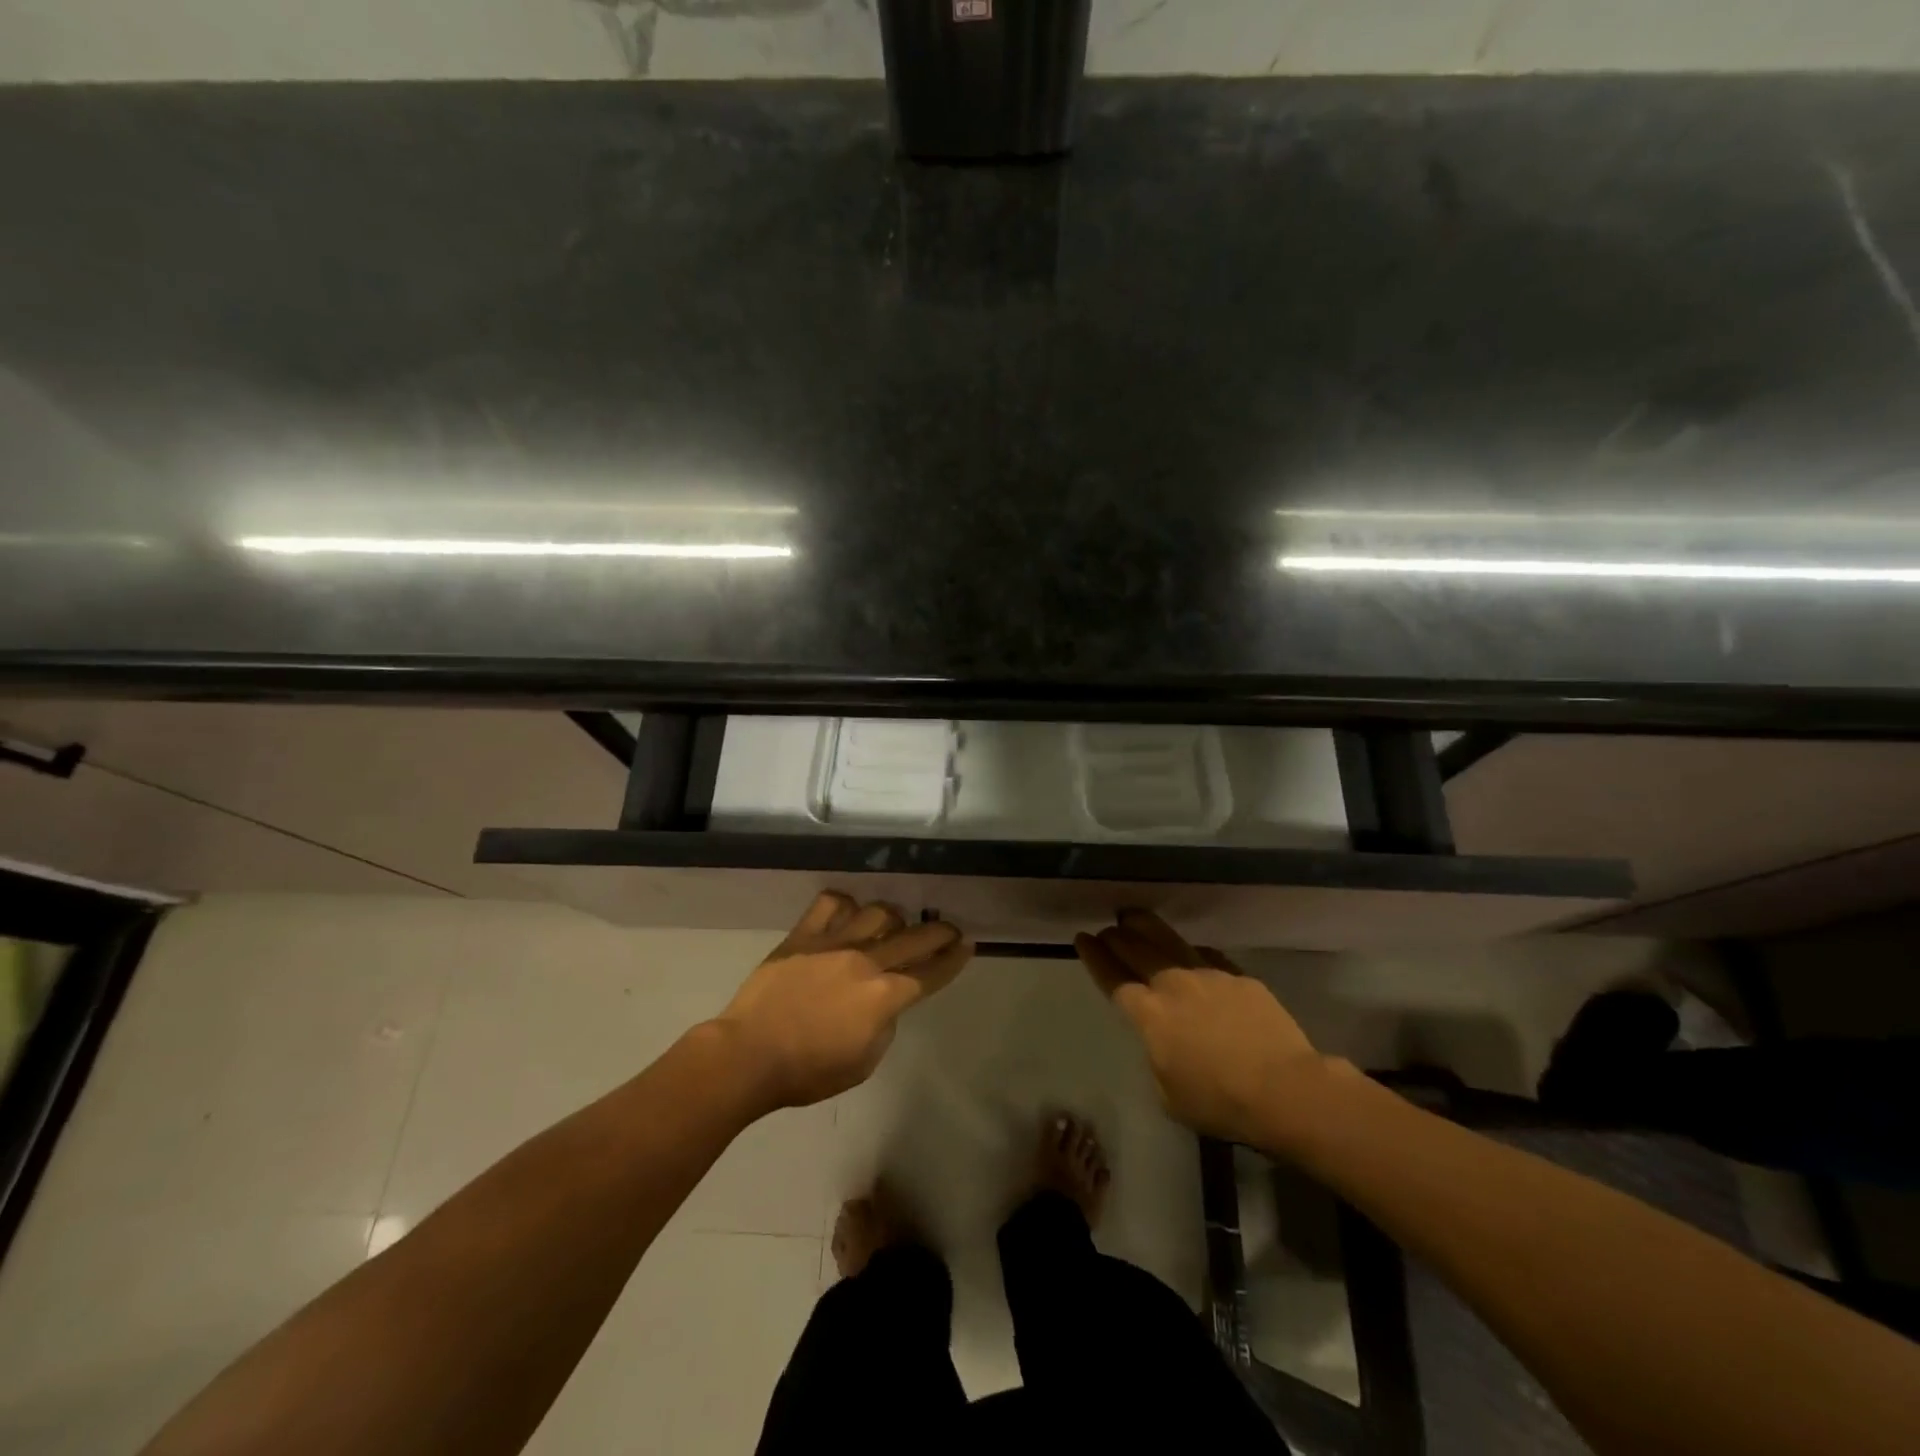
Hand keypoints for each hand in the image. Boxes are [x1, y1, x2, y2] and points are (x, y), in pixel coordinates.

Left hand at [714, 892, 973, 1111]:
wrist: (748, 1056)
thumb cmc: (807, 1071)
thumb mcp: (863, 1063)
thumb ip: (884, 1025)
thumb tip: (884, 1002)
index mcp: (884, 997)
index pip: (931, 974)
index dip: (953, 960)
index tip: (968, 945)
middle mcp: (866, 962)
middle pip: (914, 938)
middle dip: (938, 932)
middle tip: (948, 929)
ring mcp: (834, 943)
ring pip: (877, 912)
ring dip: (893, 917)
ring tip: (893, 924)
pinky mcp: (803, 936)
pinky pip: (831, 904)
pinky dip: (845, 905)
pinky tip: (848, 913)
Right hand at [1075, 910, 1332, 1148]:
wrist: (1284, 1089)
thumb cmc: (1221, 1102)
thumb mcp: (1169, 1094)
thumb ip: (1157, 1057)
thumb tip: (1161, 1041)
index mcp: (1149, 1015)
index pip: (1112, 977)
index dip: (1095, 956)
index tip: (1082, 938)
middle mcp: (1172, 984)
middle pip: (1136, 949)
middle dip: (1116, 937)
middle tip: (1107, 929)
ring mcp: (1207, 974)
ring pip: (1168, 940)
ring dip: (1146, 927)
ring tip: (1133, 916)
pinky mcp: (1237, 976)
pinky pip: (1205, 955)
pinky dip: (1189, 951)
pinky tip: (1188, 952)